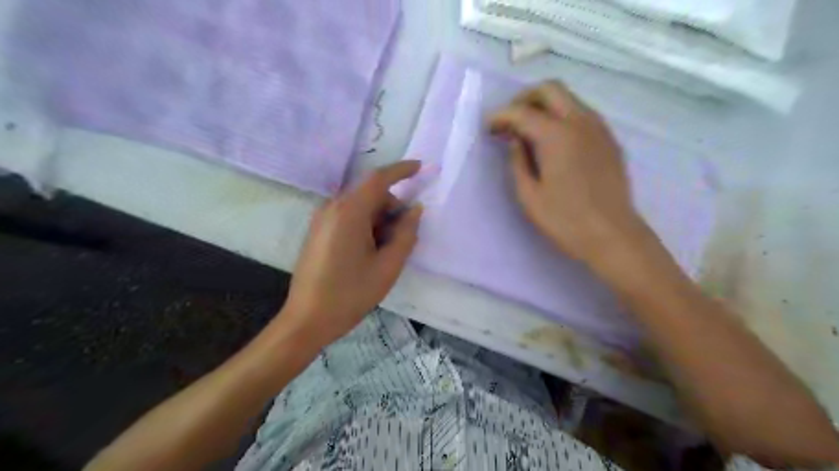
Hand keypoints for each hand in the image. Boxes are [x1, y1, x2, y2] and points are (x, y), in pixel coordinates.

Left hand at [284, 161, 426, 345]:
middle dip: (391, 208)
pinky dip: (365, 225)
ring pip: (360, 206)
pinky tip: (367, 253)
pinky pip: (348, 216)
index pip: (378, 179)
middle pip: (370, 194)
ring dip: (379, 219)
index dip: (401, 170)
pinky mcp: (318, 230)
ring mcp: (322, 218)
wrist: (307, 319)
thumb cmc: (351, 294)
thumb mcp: (388, 266)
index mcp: (349, 212)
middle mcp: (332, 207)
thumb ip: (406, 234)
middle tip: (402, 238)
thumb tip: (415, 210)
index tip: (420, 168)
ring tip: (383, 253)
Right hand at [489, 82, 642, 270]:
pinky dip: (562, 116)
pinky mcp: (609, 139)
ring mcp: (599, 128)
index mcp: (557, 135)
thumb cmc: (565, 220)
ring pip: (569, 98)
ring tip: (528, 131)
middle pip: (549, 89)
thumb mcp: (529, 195)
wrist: (612, 236)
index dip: (500, 117)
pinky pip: (582, 114)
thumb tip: (515, 140)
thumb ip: (518, 161)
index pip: (521, 112)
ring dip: (544, 106)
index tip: (488, 129)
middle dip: (524, 99)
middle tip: (509, 121)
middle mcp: (580, 121)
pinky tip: (554, 142)